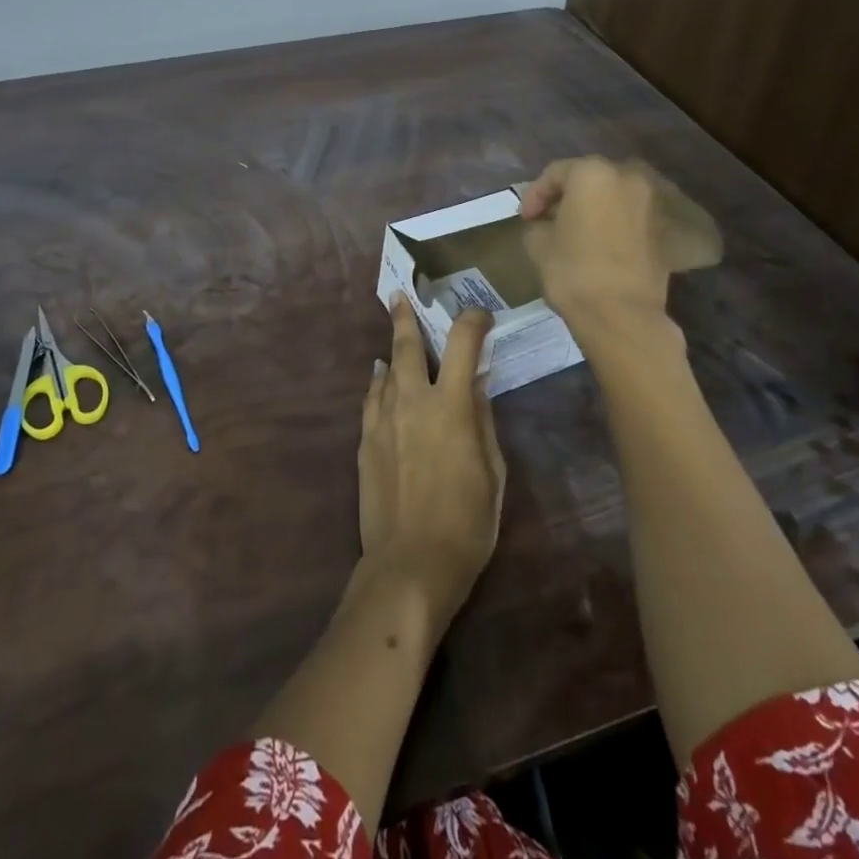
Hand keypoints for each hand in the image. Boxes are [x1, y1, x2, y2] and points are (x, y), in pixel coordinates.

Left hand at [357, 298, 504, 634]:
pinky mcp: (365, 439)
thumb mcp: (493, 473)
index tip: (480, 315)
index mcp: (452, 406)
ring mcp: (383, 418)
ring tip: (395, 335)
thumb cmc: (467, 524)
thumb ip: (483, 421)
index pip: (463, 344)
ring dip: (393, 349)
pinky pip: (371, 397)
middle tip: (399, 294)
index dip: (472, 321)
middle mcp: (413, 400)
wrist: (409, 564)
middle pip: (407, 345)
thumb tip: (477, 385)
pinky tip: (380, 376)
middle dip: (405, 315)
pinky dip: (378, 381)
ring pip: (385, 369)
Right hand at [519, 156, 688, 332]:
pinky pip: (626, 215)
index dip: (534, 195)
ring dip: (589, 208)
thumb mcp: (538, 244)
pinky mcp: (660, 227)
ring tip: (570, 232)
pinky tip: (594, 243)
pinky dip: (609, 222)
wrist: (623, 314)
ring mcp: (648, 201)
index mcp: (592, 174)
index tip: (525, 219)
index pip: (555, 173)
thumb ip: (538, 224)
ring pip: (610, 195)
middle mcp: (626, 177)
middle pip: (586, 179)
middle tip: (546, 220)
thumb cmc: (574, 271)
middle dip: (564, 197)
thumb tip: (544, 224)